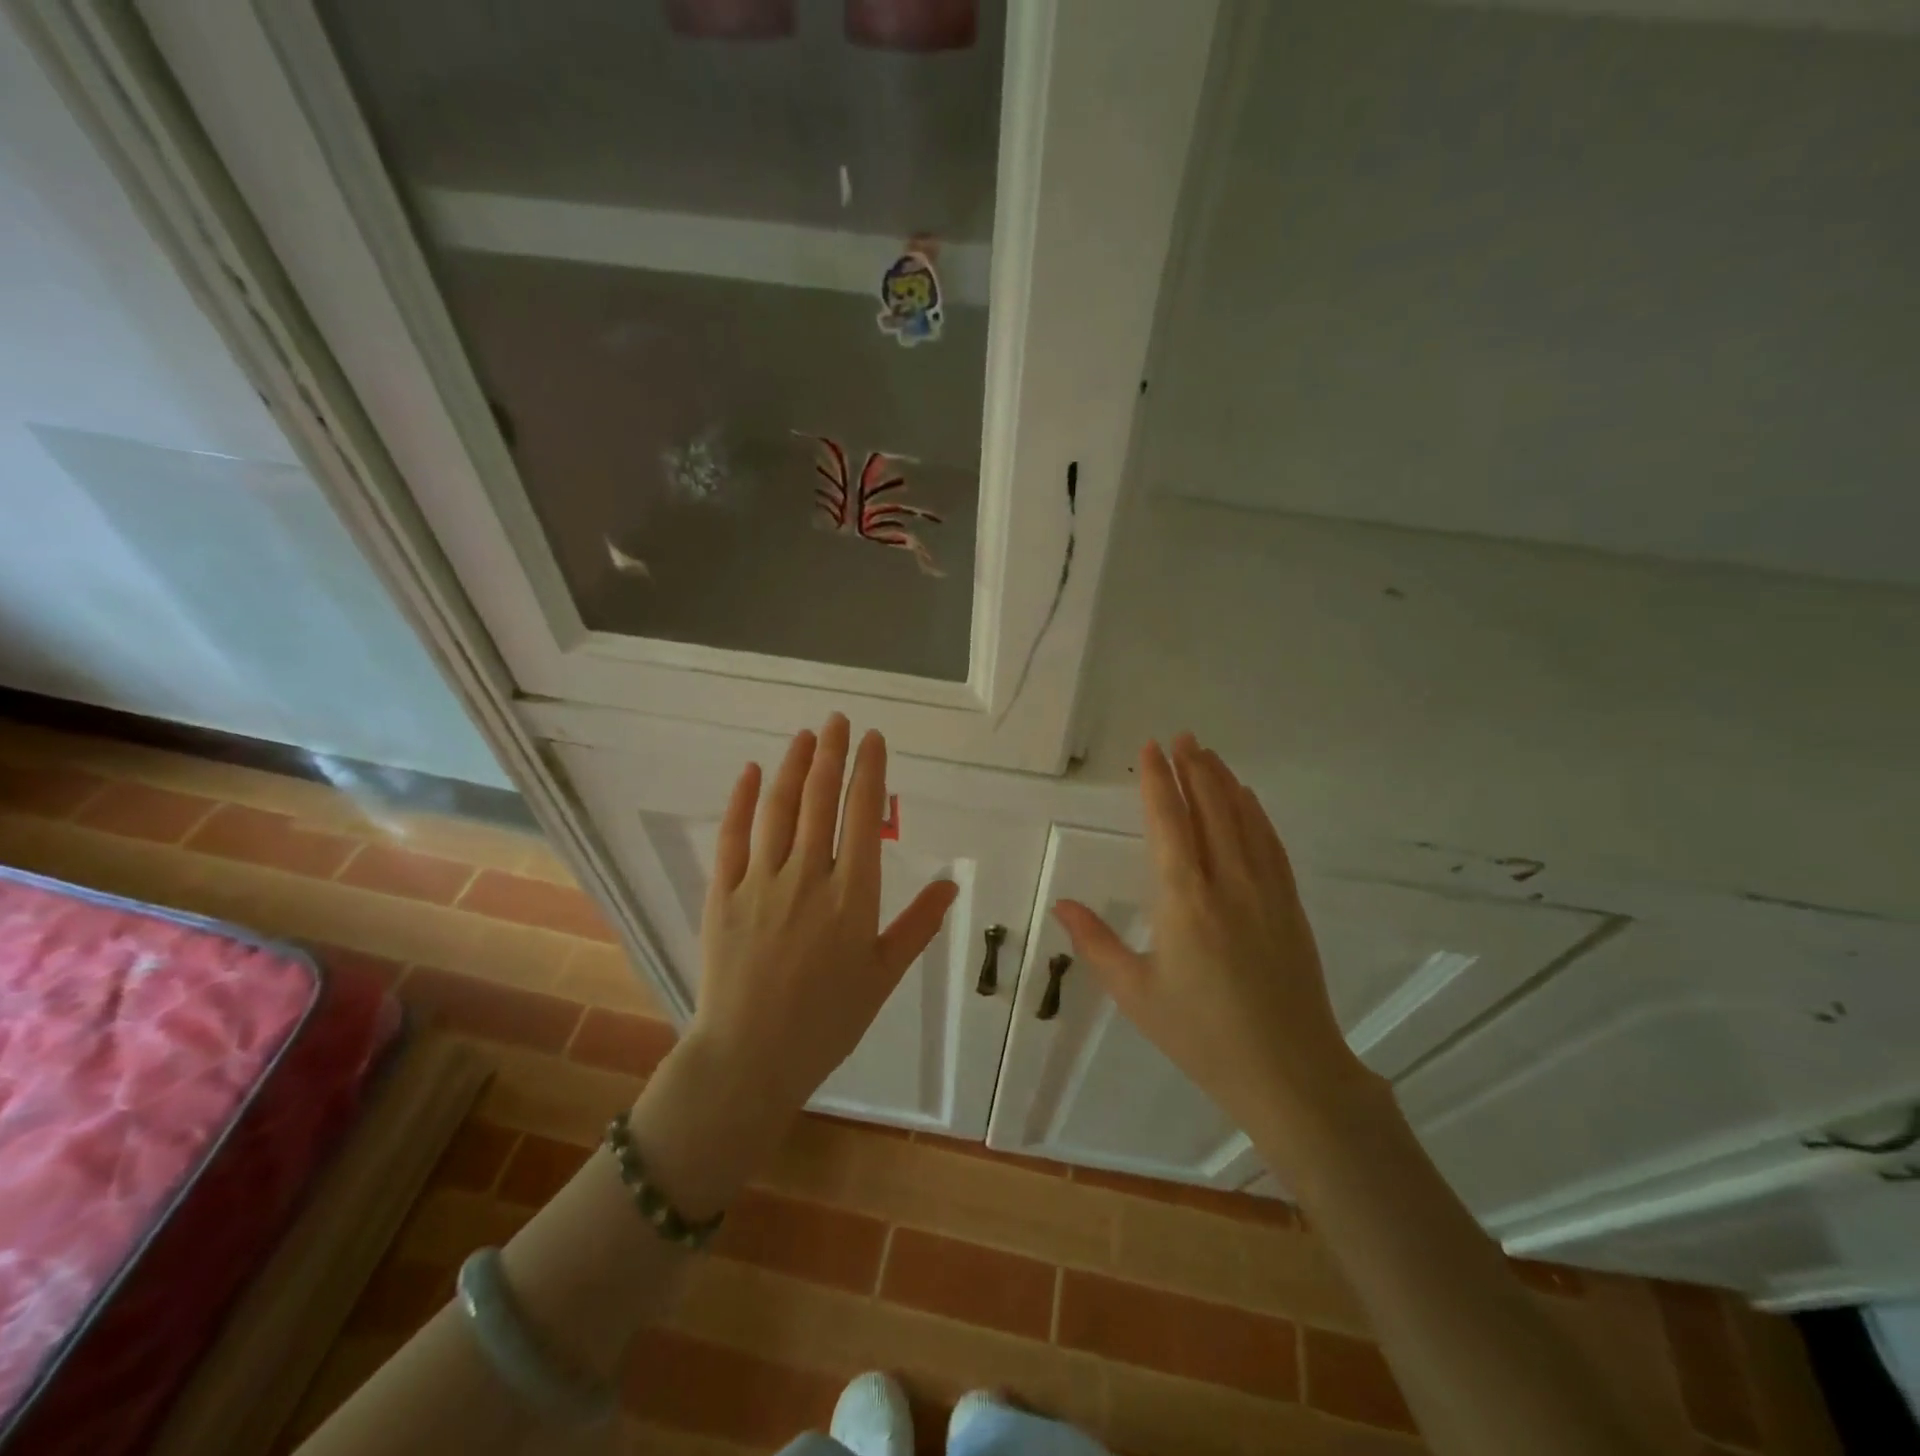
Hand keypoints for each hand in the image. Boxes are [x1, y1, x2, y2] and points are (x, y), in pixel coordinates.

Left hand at [686, 714, 958, 1118]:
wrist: (750, 1059)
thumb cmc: (827, 1021)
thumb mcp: (883, 976)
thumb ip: (917, 925)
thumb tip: (952, 884)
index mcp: (852, 896)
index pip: (863, 816)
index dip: (868, 771)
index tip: (873, 739)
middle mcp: (808, 877)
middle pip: (821, 800)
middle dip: (832, 753)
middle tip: (839, 721)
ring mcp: (760, 883)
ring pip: (779, 809)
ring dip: (794, 766)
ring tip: (806, 735)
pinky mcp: (722, 895)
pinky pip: (732, 837)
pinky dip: (742, 801)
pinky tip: (753, 773)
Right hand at [1053, 734, 1377, 1148]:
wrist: (1289, 1072)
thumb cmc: (1202, 1035)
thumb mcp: (1137, 994)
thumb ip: (1096, 944)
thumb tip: (1061, 903)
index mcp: (1184, 900)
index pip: (1168, 823)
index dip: (1157, 782)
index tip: (1151, 749)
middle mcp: (1227, 882)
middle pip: (1210, 809)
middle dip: (1193, 768)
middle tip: (1181, 736)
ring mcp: (1265, 891)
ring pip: (1243, 820)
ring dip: (1224, 782)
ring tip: (1207, 753)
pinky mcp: (1289, 904)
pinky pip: (1270, 844)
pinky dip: (1256, 813)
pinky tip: (1248, 799)